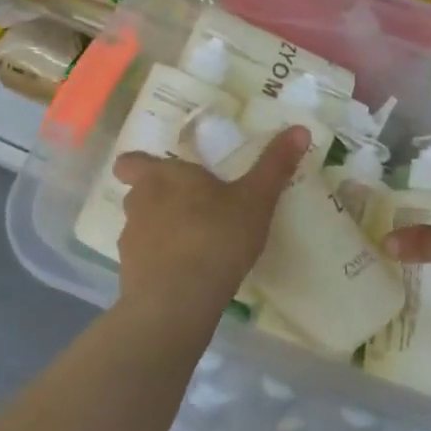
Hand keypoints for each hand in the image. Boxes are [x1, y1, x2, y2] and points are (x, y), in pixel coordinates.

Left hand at [112, 126, 310, 313]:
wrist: (177, 302)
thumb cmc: (216, 237)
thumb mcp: (256, 199)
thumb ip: (275, 165)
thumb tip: (300, 129)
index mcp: (162, 177)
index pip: (131, 162)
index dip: (139, 164)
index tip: (162, 171)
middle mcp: (139, 204)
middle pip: (139, 194)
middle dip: (161, 199)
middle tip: (195, 207)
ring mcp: (131, 242)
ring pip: (142, 228)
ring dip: (162, 232)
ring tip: (196, 245)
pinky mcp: (130, 277)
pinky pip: (146, 262)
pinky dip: (162, 264)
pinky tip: (189, 276)